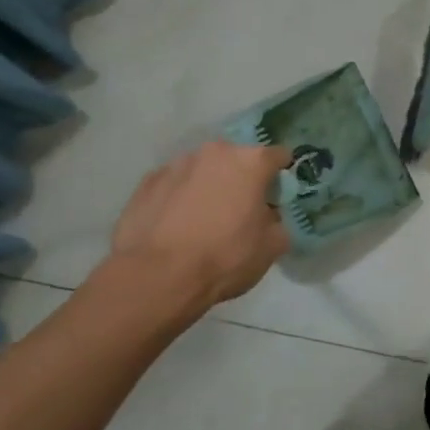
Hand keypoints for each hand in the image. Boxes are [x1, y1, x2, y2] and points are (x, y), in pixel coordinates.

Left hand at [109, 142, 292, 315]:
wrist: (157, 276)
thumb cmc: (224, 257)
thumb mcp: (271, 248)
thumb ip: (277, 222)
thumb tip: (268, 217)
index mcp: (251, 161)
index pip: (278, 156)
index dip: (281, 176)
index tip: (277, 196)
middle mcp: (215, 152)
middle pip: (237, 160)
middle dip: (241, 179)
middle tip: (239, 210)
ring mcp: (177, 164)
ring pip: (203, 170)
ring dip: (208, 186)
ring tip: (202, 220)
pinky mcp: (147, 181)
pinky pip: (174, 184)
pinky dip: (179, 197)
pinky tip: (175, 225)